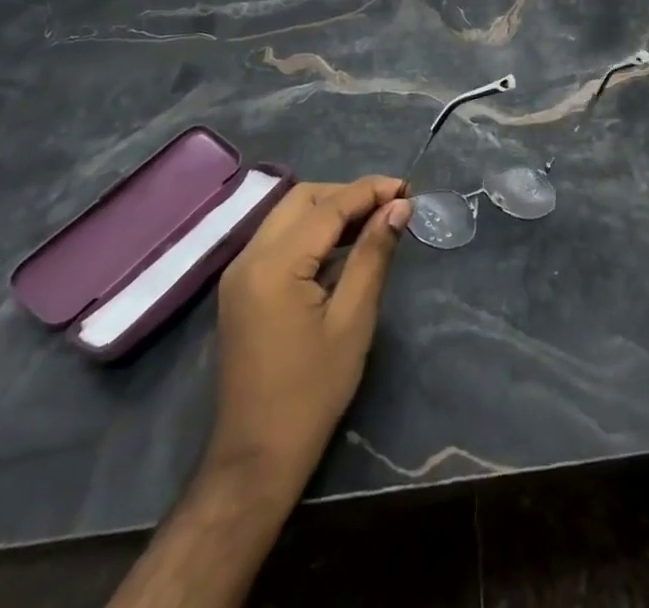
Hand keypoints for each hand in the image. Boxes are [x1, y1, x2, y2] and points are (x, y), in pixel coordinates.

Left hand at [206, 176, 411, 496]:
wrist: (255, 460)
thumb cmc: (312, 393)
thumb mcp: (353, 320)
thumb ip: (373, 254)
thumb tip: (399, 206)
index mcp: (274, 265)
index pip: (328, 207)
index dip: (370, 191)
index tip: (408, 188)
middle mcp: (249, 257)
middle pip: (303, 199)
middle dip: (348, 194)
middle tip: (391, 206)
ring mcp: (239, 273)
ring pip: (289, 214)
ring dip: (330, 210)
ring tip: (374, 221)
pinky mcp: (241, 288)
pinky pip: (279, 238)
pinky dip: (312, 231)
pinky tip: (343, 246)